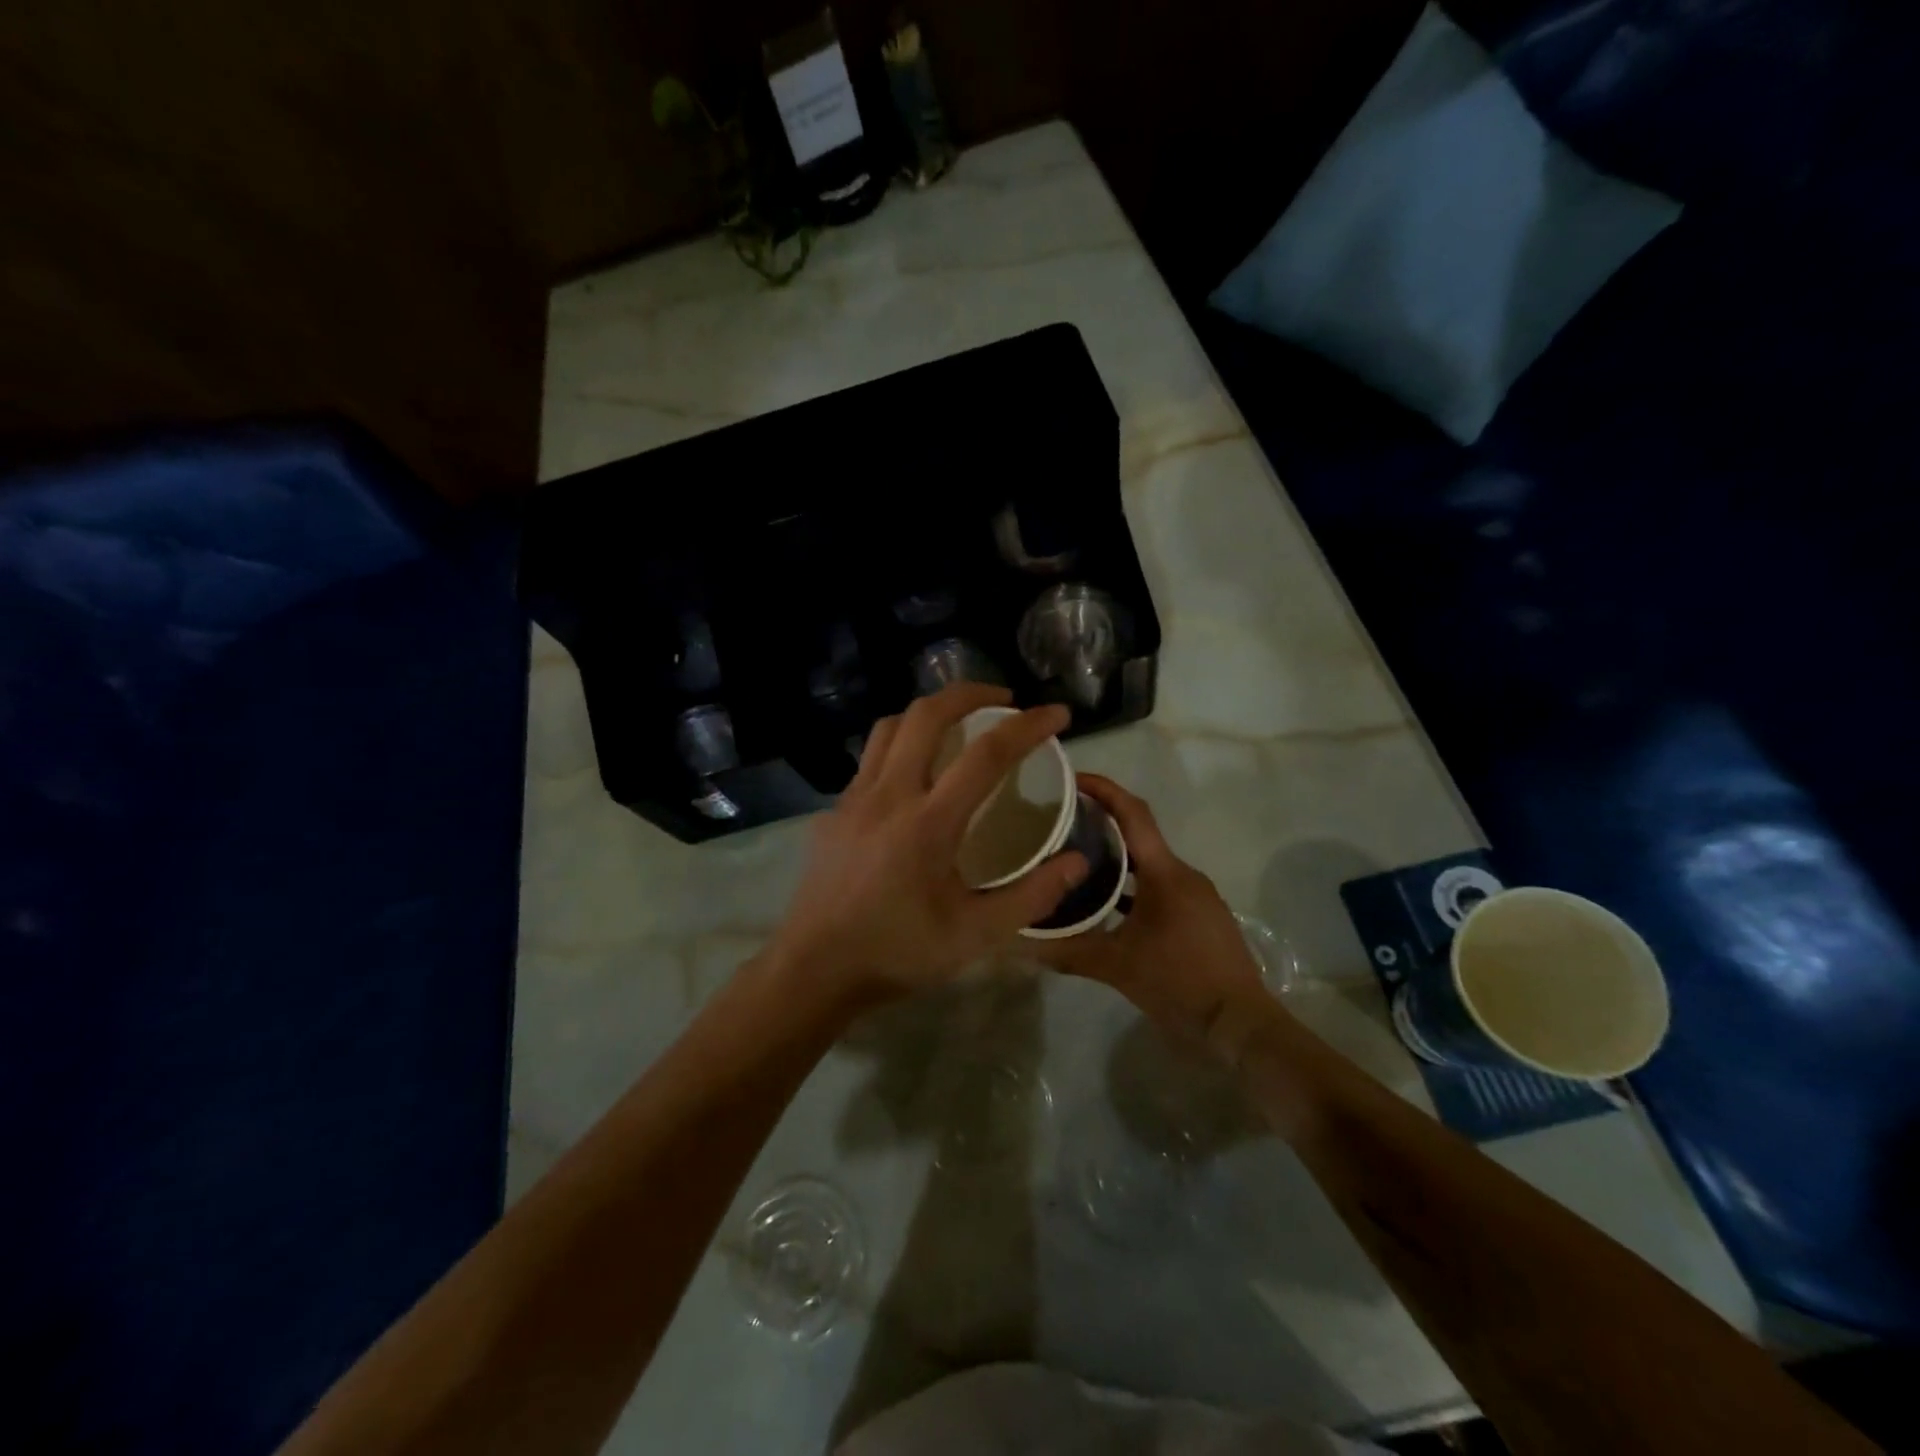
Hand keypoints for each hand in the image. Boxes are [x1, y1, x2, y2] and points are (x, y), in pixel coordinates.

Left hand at [767, 685, 1088, 1009]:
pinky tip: (911, 779)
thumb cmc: (898, 953)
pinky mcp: (832, 812)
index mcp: (929, 822)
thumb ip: (1032, 896)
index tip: (1057, 713)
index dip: (1028, 726)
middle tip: (1002, 701)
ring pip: (889, 727)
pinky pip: (868, 760)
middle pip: (926, 714)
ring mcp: (853, 799)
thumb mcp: (976, 935)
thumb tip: (1078, 862)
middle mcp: (888, 795)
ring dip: (927, 714)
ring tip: (956, 726)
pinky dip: (898, 748)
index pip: (987, 754)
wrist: (814, 970)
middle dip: (969, 693)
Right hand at [1036, 775, 1269, 1047]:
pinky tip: (1106, 906)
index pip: (1133, 813)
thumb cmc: (1180, 983)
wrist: (1241, 1025)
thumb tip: (1020, 943)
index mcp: (1165, 873)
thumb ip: (1067, 951)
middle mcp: (1183, 874)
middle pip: (1138, 835)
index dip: (1103, 790)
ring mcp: (1195, 896)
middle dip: (1100, 825)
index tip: (1070, 779)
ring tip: (1074, 863)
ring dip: (1114, 859)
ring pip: (1148, 864)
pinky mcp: (1199, 917)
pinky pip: (1159, 887)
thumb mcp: (1116, 967)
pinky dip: (1131, 887)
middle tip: (1059, 825)